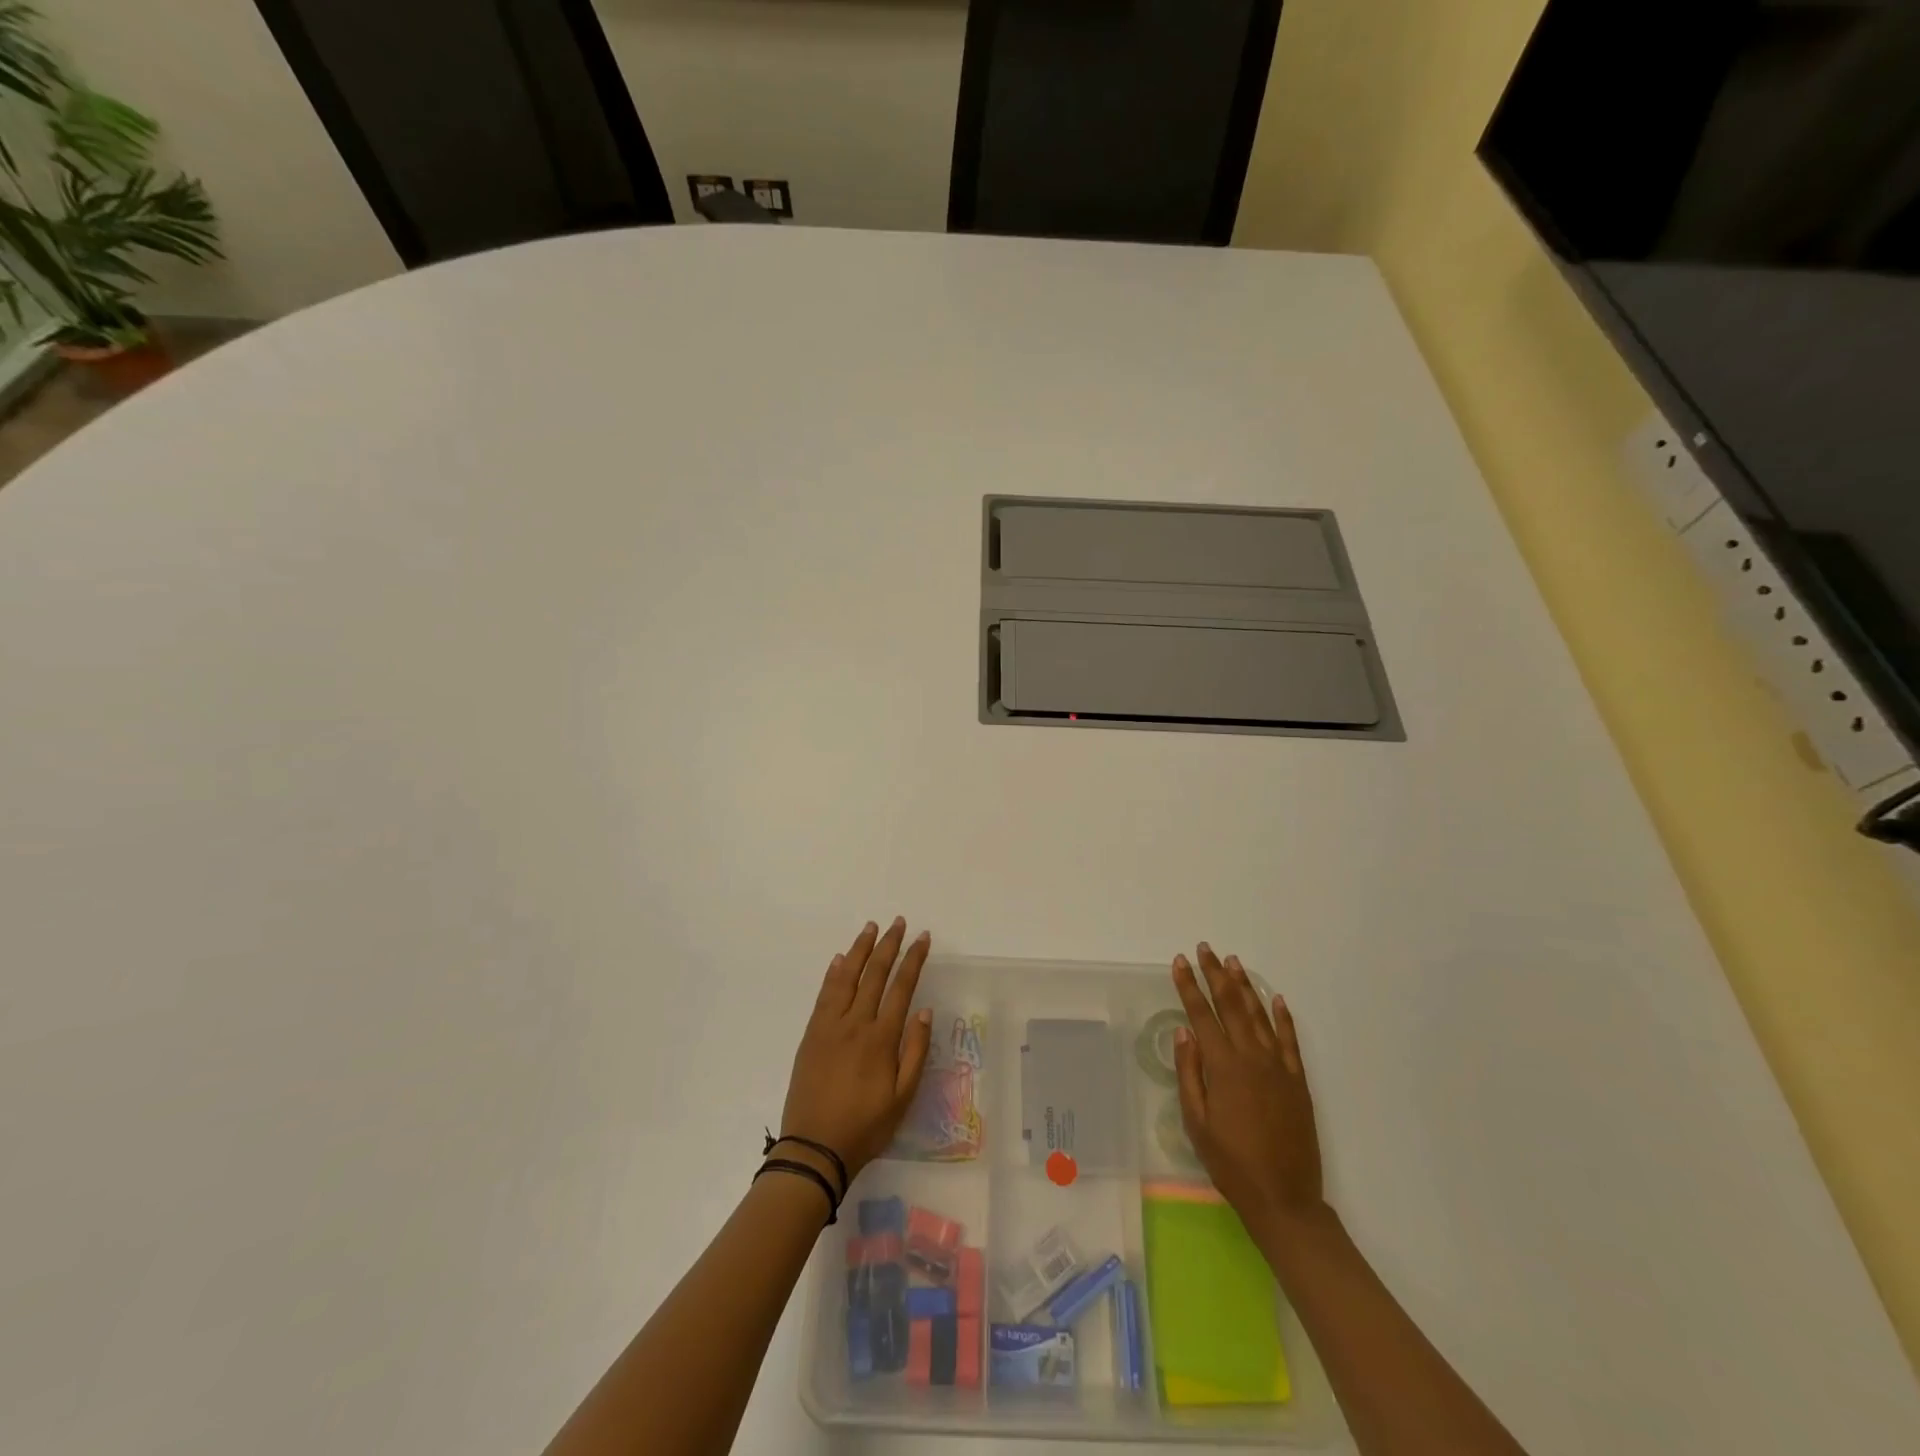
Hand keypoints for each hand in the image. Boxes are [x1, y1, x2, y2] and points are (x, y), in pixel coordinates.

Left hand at [781, 917, 934, 1179]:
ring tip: (870, 928)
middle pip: (874, 974)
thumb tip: (924, 1011)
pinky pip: (824, 994)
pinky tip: (840, 960)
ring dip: (860, 950)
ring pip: (847, 977)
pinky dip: (834, 973)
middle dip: (888, 945)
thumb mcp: (902, 1097)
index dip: (913, 959)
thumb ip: (915, 1052)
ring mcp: (830, 1026)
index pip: (901, 987)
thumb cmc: (865, 1126)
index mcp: (881, 1038)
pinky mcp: (811, 1034)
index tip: (922, 937)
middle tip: (898, 922)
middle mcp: (856, 1023)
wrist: (814, 1148)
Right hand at [1171, 943, 1325, 1232]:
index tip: (1180, 961)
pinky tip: (1277, 999)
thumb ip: (1189, 1074)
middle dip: (1215, 974)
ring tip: (1233, 962)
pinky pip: (1290, 1040)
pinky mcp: (1298, 1080)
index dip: (1189, 986)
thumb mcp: (1196, 1122)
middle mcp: (1252, 1057)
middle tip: (1205, 949)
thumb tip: (1184, 1033)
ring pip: (1259, 1015)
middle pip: (1231, 1005)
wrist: (1284, 1198)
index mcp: (1223, 1066)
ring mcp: (1279, 1066)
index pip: (1202, 1014)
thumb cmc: (1231, 1162)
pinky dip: (1283, 1016)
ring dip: (1245, 986)